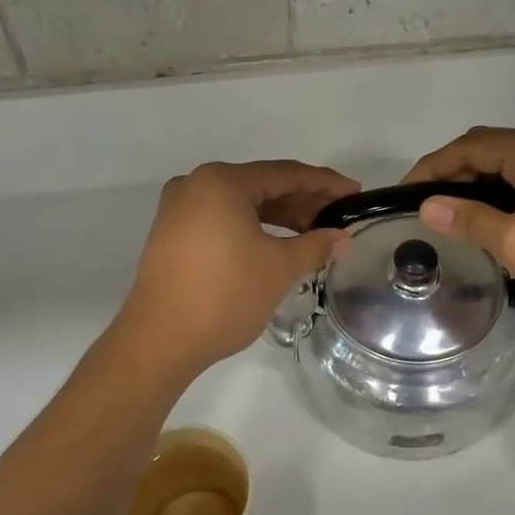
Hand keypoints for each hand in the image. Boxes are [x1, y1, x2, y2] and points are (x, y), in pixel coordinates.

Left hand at [118, 160, 357, 378]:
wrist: (160, 340)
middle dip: (302, 201)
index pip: (285, 174)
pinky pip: (222, 219)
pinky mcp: (172, 233)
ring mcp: (179, 209)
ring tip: (314, 234)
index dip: (324, 184)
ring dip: (279, 216)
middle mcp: (196, 184)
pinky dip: (252, 227)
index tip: (354, 193)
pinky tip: (277, 243)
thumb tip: (344, 239)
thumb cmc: (224, 296)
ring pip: (241, 204)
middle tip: (338, 217)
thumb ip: (315, 246)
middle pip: (261, 185)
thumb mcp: (278, 269)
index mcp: (221, 182)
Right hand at [403, 128, 514, 327]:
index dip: (433, 166)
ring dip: (477, 187)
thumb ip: (467, 219)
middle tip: (426, 207)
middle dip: (453, 174)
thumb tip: (427, 207)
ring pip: (508, 168)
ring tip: (451, 217)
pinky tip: (489, 223)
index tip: (404, 194)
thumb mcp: (514, 242)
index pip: (471, 146)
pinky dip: (500, 197)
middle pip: (490, 150)